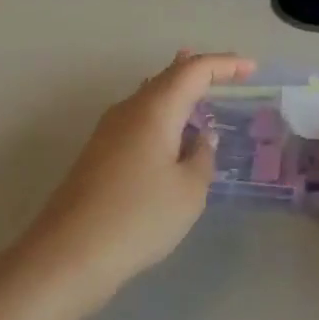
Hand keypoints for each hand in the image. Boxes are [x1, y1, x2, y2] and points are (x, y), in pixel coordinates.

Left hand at [25, 51, 253, 307]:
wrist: (67, 254)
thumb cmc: (137, 217)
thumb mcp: (188, 192)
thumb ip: (201, 157)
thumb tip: (199, 138)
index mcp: (156, 107)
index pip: (195, 70)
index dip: (225, 65)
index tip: (251, 68)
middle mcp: (131, 108)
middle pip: (169, 75)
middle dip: (199, 70)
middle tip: (227, 72)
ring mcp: (109, 129)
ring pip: (150, 94)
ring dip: (177, 90)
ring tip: (197, 87)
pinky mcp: (98, 153)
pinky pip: (139, 116)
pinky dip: (162, 112)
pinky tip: (168, 131)